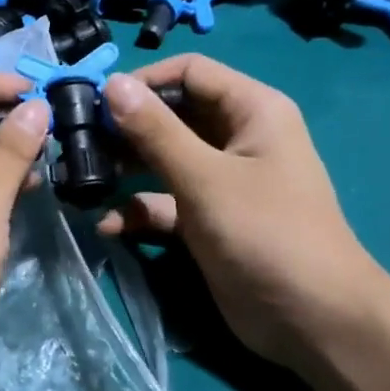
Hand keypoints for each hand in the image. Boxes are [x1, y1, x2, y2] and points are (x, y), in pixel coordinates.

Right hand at [97, 55, 389, 366]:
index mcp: (251, 111)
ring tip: (82, 180)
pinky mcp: (206, 220)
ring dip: (125, 170)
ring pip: (162, 161)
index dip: (143, 82)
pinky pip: (164, 203)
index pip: (190, 72)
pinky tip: (108, 227)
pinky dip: (138, 211)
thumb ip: (156, 131)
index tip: (95, 102)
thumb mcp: (205, 178)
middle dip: (126, 129)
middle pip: (171, 116)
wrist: (311, 319)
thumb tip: (112, 83)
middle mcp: (236, 138)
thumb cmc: (266, 233)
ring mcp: (220, 182)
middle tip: (78, 143)